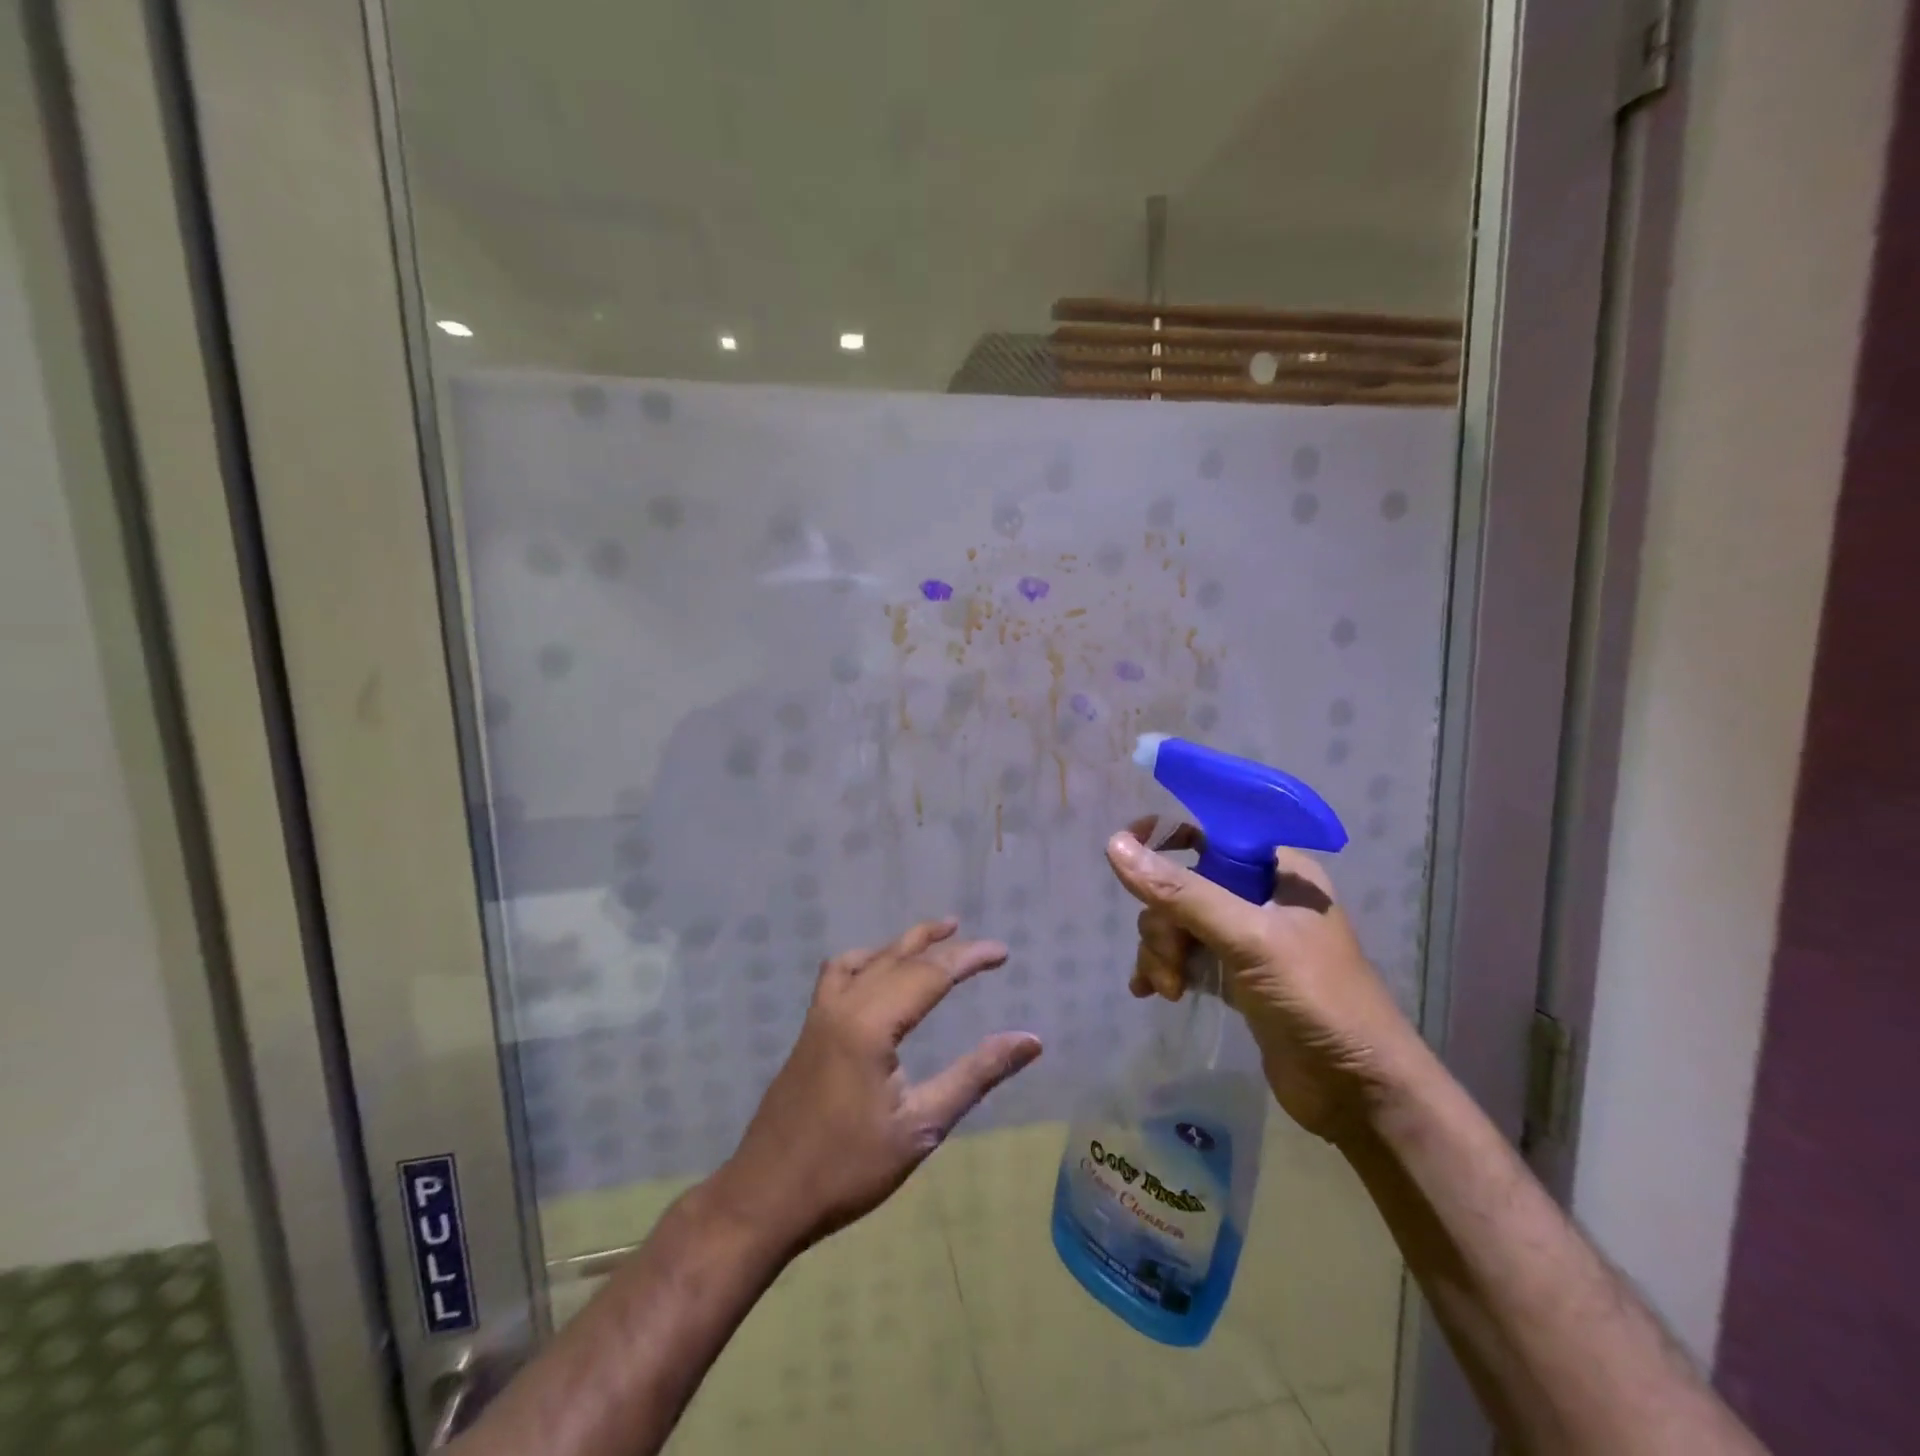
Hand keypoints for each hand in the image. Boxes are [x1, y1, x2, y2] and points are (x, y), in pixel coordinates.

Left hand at [715, 919, 1040, 1253]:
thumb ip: (976, 1075)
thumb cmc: (847, 1169)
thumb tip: (1030, 1040)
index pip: (930, 973)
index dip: (969, 958)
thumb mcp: (921, 1126)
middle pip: (900, 959)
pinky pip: (838, 973)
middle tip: (980, 944)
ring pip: (867, 958)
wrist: (766, 1198)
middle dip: (942, 945)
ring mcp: (820, 1014)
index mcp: (871, 1023)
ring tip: (934, 936)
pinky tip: (877, 971)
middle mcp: (843, 1005)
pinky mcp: (809, 1029)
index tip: (1003, 952)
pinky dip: (866, 959)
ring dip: (903, 944)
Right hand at [1106, 822, 1421, 1143]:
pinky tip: (1150, 991)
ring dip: (1162, 951)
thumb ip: (1182, 893)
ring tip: (1168, 988)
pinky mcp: (1237, 977)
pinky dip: (1165, 968)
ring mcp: (1248, 939)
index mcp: (1279, 870)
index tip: (1127, 854)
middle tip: (1171, 961)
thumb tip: (1115, 845)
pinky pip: (1185, 955)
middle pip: (1185, 883)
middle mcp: (1262, 896)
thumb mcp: (1248, 939)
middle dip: (1164, 921)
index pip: (1212, 831)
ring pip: (1179, 922)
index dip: (1166, 836)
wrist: (1359, 1095)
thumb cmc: (1316, 1000)